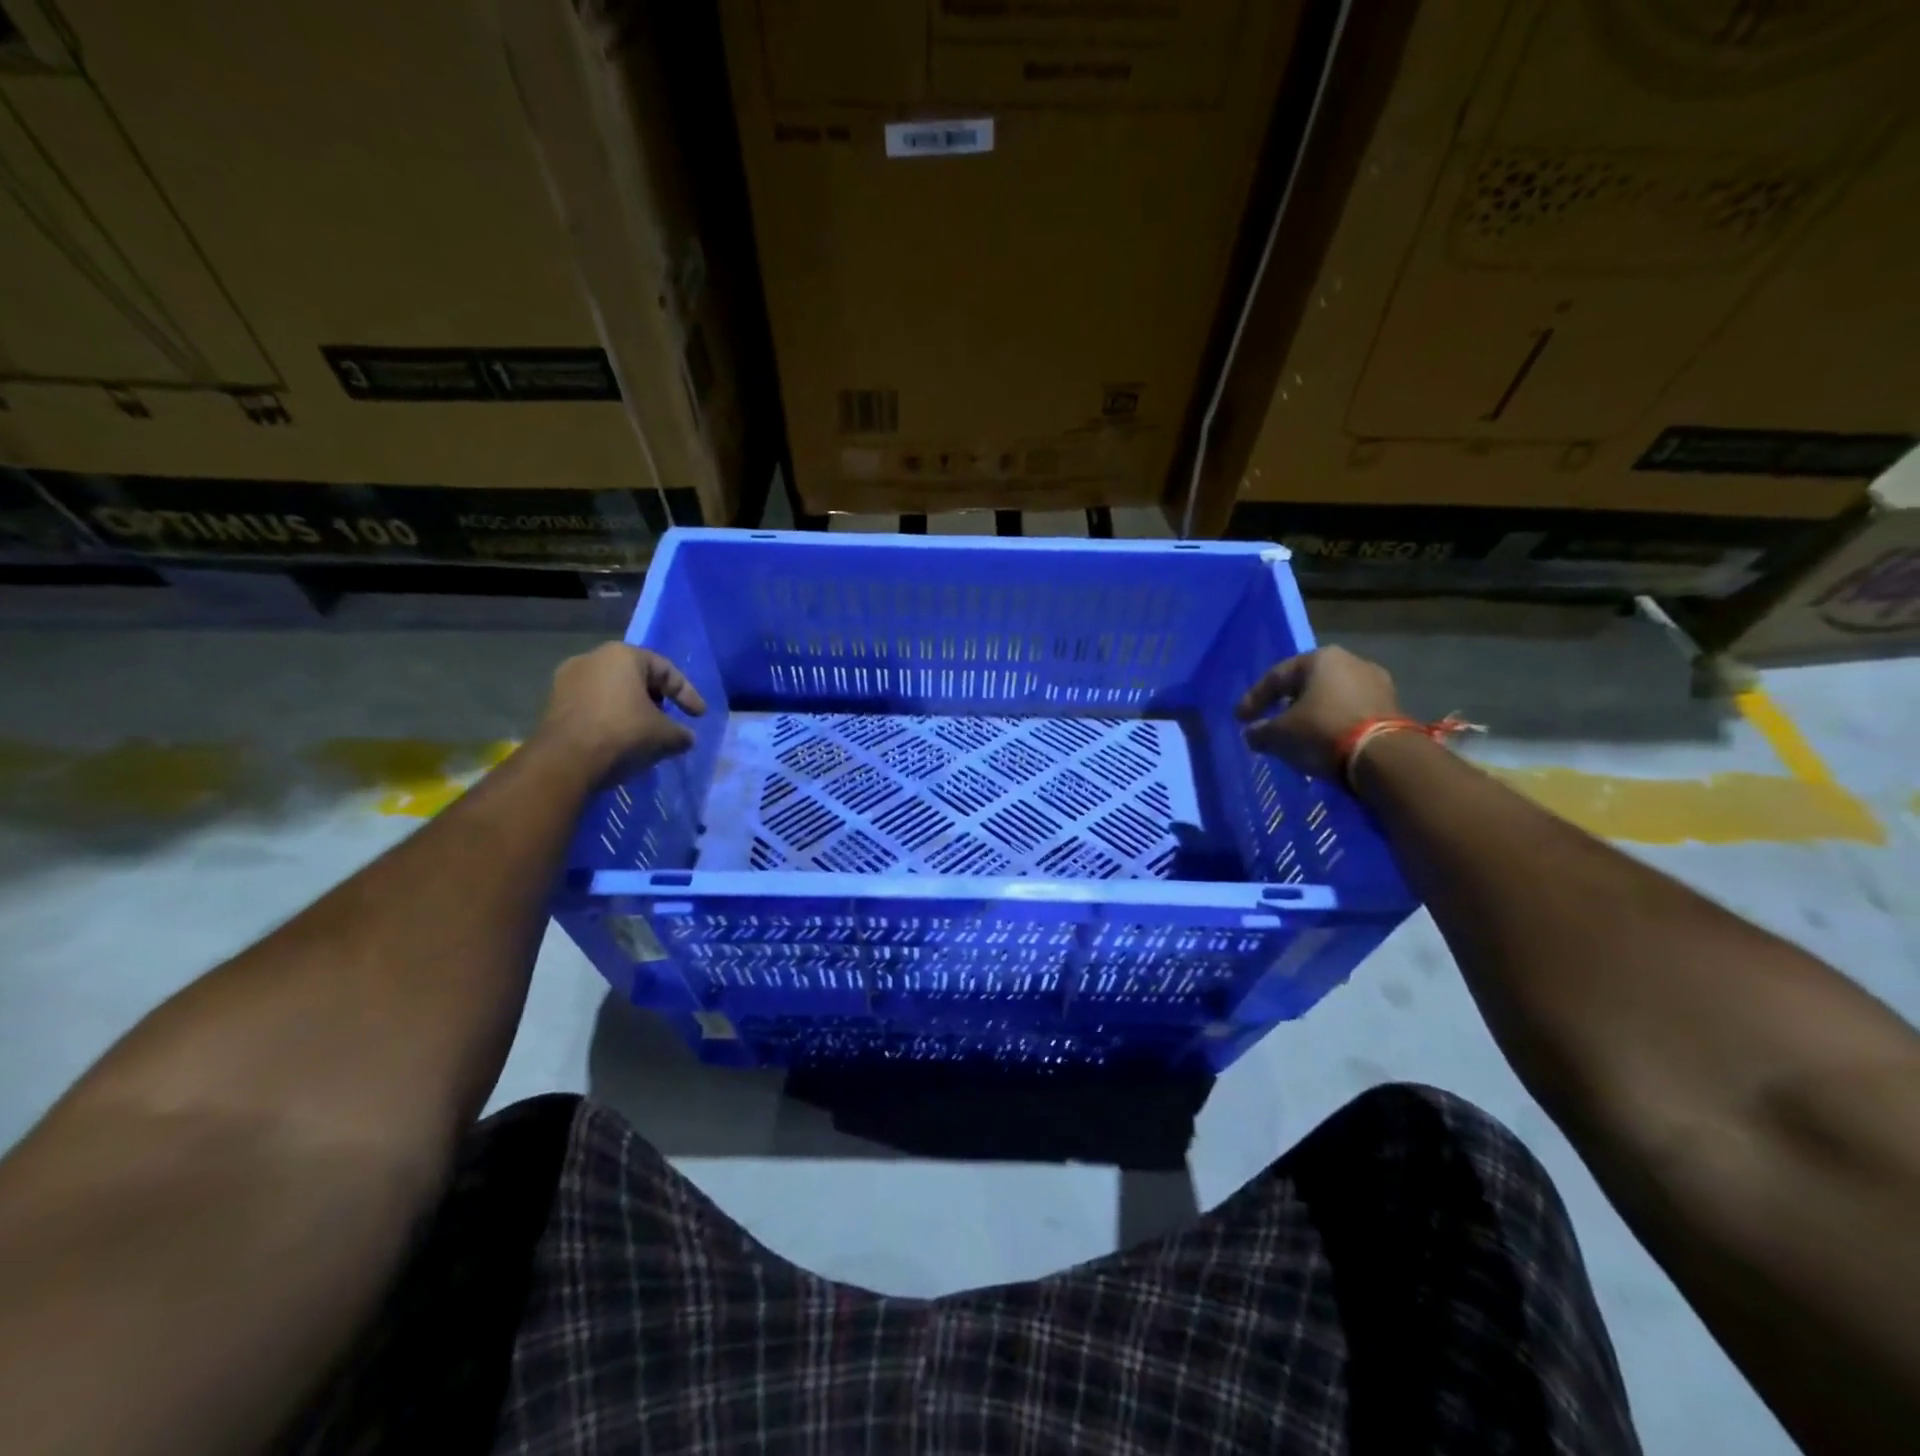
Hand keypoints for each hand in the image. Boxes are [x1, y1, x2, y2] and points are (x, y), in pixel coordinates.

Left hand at [536, 643, 705, 775]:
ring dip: (633, 710)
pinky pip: (594, 706)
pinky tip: (621, 739)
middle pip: (637, 677)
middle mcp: (593, 658)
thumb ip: (681, 733)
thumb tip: (687, 738)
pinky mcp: (553, 703)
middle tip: (671, 721)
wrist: (564, 761)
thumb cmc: (623, 734)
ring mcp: (568, 680)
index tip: (699, 716)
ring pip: (613, 692)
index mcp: (623, 656)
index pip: (666, 670)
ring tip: (646, 733)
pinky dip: (611, 718)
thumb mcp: (664, 735)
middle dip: (657, 700)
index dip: (688, 694)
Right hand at [1235, 646, 1401, 778]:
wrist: (1384, 756)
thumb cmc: (1322, 731)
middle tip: (1269, 723)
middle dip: (1285, 705)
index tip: (1240, 719)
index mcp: (1320, 659)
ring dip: (1311, 715)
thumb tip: (1252, 734)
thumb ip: (1260, 732)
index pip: (1276, 676)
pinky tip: (1322, 741)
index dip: (1253, 699)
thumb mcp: (1280, 735)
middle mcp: (1351, 662)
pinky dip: (1332, 724)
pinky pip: (1350, 712)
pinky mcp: (1391, 707)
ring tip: (1297, 735)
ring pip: (1330, 698)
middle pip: (1305, 685)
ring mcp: (1376, 683)